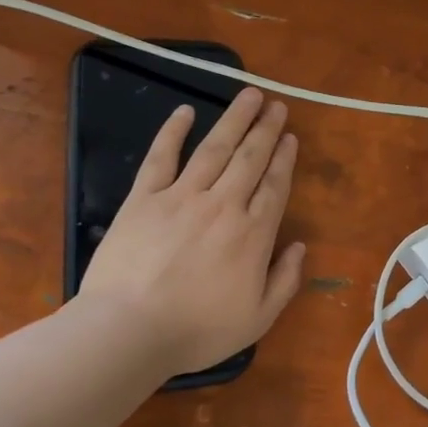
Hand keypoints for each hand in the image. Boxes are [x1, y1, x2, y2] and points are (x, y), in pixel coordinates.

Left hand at [78, 87, 306, 378]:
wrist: (128, 331)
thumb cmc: (196, 330)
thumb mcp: (257, 318)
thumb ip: (285, 281)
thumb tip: (299, 246)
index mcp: (253, 233)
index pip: (275, 185)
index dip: (284, 158)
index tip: (290, 137)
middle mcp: (223, 204)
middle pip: (250, 158)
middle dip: (266, 129)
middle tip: (277, 104)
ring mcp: (181, 197)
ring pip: (214, 149)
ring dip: (234, 120)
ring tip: (249, 95)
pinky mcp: (144, 199)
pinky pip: (161, 158)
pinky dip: (172, 132)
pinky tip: (184, 112)